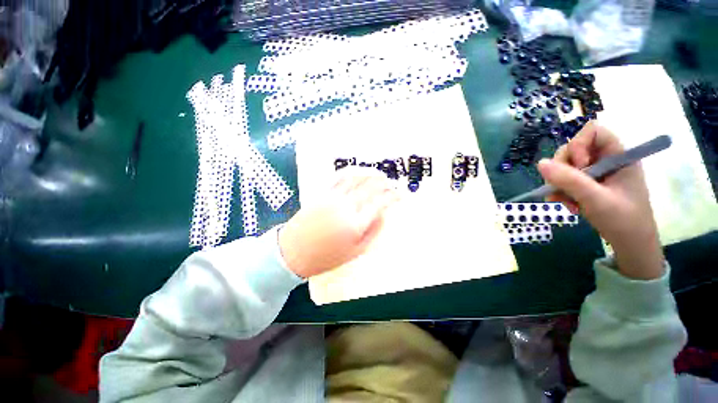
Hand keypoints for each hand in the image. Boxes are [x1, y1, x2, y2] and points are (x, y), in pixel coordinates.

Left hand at [278, 168, 400, 277]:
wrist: (293, 253)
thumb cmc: (326, 257)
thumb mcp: (355, 252)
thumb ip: (372, 232)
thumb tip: (383, 215)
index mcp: (356, 223)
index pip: (380, 203)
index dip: (393, 197)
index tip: (401, 195)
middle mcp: (346, 206)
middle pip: (370, 187)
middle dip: (384, 183)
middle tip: (391, 183)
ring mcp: (333, 198)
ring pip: (356, 179)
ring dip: (369, 174)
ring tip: (378, 174)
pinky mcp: (323, 194)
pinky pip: (339, 179)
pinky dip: (351, 173)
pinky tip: (356, 173)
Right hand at [536, 122, 664, 279]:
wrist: (630, 243)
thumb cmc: (623, 220)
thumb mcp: (596, 199)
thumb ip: (569, 180)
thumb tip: (540, 164)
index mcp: (618, 156)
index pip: (593, 132)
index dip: (579, 145)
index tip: (579, 167)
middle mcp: (605, 160)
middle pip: (573, 149)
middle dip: (562, 169)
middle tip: (563, 188)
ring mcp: (594, 172)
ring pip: (564, 165)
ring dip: (558, 183)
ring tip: (565, 202)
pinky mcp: (586, 183)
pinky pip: (563, 179)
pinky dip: (559, 191)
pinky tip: (565, 204)